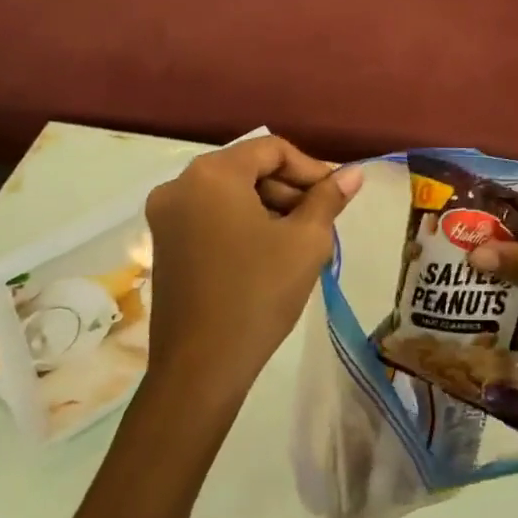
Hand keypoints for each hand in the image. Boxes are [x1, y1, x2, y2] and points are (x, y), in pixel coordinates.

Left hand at [142, 137, 361, 399]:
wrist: (201, 368)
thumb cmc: (258, 293)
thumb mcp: (305, 241)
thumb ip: (329, 198)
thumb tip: (353, 173)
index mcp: (213, 174)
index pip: (272, 149)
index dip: (311, 169)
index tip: (335, 198)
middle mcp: (180, 185)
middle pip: (249, 168)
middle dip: (290, 190)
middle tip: (321, 222)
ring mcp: (166, 217)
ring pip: (232, 194)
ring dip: (270, 208)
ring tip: (300, 242)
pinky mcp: (164, 245)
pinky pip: (213, 216)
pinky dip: (244, 224)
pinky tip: (270, 255)